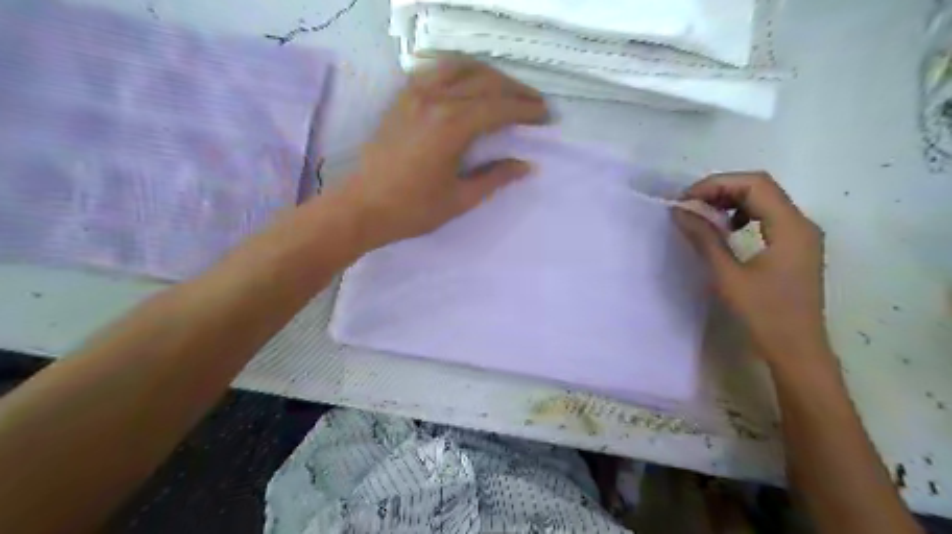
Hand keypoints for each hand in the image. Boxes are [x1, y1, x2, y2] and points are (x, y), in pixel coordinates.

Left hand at [339, 59, 549, 248]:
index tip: (546, 117)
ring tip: (507, 91)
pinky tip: (468, 85)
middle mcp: (435, 99)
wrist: (361, 207)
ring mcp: (415, 94)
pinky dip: (460, 72)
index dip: (527, 111)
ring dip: (490, 75)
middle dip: (516, 90)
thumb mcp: (460, 199)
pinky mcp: (402, 97)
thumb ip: (496, 178)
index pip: (500, 107)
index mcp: (452, 126)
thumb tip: (526, 166)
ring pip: (461, 68)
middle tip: (535, 104)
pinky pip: (436, 70)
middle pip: (485, 81)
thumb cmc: (412, 209)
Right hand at [668, 172, 834, 370]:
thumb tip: (680, 211)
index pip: (755, 185)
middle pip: (761, 188)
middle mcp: (802, 223)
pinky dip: (743, 216)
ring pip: (765, 201)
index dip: (717, 184)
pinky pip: (768, 218)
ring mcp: (801, 235)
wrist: (797, 350)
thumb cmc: (764, 315)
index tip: (686, 200)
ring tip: (704, 216)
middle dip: (722, 190)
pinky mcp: (795, 247)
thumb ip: (704, 239)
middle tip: (690, 206)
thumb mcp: (728, 276)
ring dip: (731, 201)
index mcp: (791, 227)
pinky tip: (727, 231)